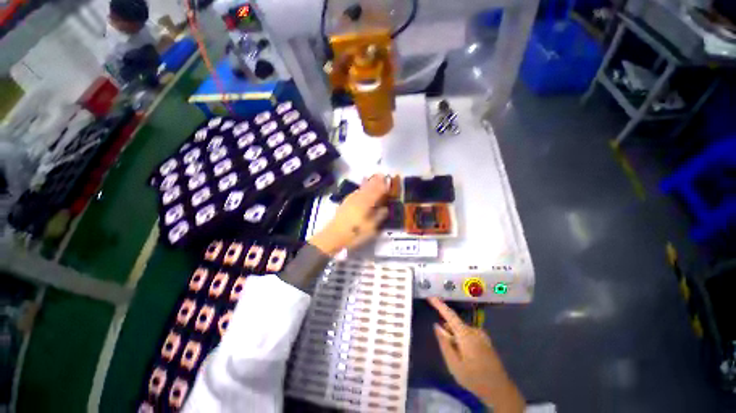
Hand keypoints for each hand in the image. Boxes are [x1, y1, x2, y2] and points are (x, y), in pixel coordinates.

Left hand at [309, 175, 388, 255]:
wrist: (333, 235)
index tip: (388, 181)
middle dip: (375, 181)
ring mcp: (350, 200)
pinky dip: (361, 188)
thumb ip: (379, 216)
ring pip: (361, 189)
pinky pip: (356, 192)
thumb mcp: (370, 228)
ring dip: (368, 183)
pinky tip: (361, 189)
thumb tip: (385, 208)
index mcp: (366, 203)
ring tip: (374, 178)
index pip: (376, 192)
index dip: (383, 186)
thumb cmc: (354, 233)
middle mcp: (358, 198)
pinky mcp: (345, 203)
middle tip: (382, 175)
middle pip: (368, 187)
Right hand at [428, 297, 524, 412]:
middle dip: (447, 331)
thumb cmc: (474, 378)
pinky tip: (465, 357)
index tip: (430, 297)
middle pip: (455, 324)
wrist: (500, 391)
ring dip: (455, 337)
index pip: (449, 314)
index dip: (439, 305)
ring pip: (461, 330)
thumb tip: (436, 326)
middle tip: (448, 352)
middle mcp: (474, 330)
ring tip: (458, 358)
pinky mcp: (485, 341)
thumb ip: (444, 343)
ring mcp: (482, 335)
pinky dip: (462, 340)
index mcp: (466, 334)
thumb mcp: (453, 364)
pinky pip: (469, 335)